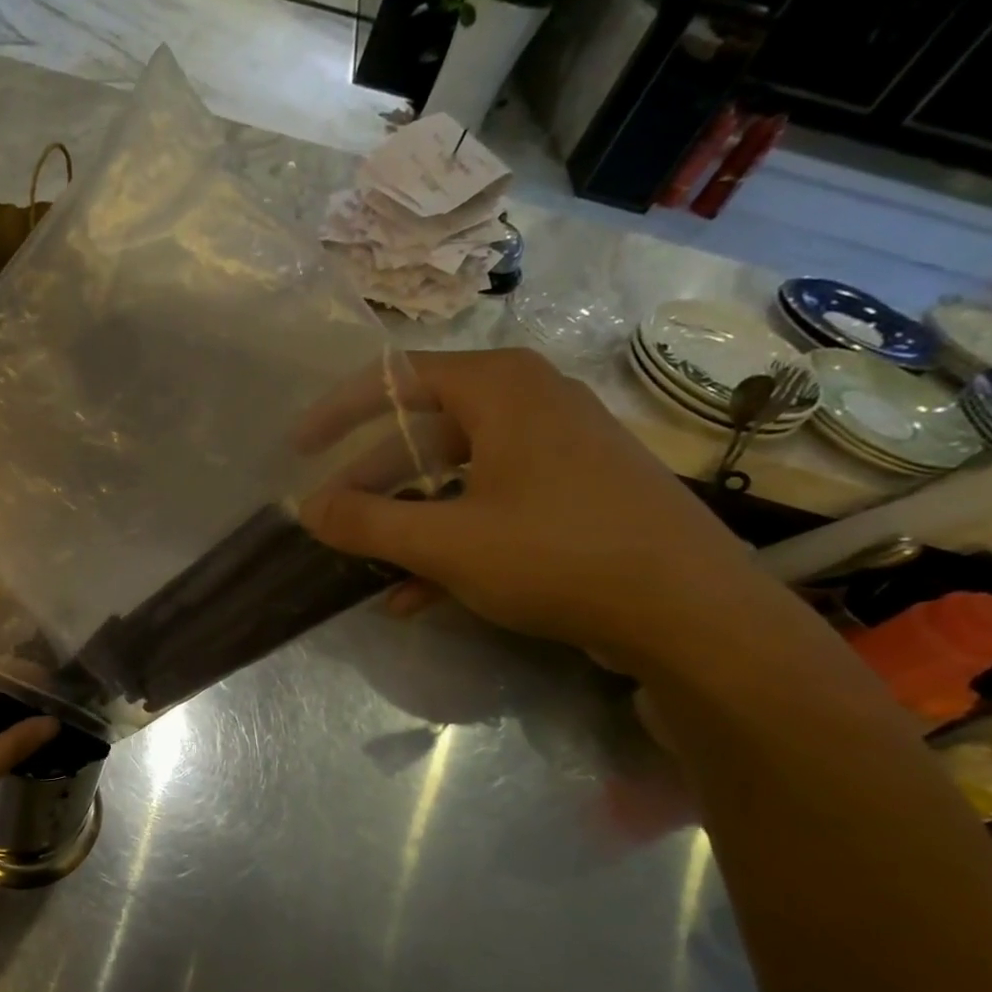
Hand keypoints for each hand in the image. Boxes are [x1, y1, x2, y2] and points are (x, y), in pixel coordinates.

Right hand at [298, 347, 782, 678]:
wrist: (691, 613)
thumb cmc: (559, 554)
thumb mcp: (445, 541)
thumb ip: (367, 522)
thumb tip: (307, 508)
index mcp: (501, 389)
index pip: (398, 378)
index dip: (339, 412)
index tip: (300, 449)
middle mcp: (531, 404)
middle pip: (424, 432)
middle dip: (371, 479)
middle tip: (332, 518)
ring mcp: (557, 451)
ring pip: (455, 475)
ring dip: (406, 519)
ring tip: (367, 563)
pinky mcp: (574, 495)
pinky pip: (491, 505)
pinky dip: (450, 540)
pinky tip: (414, 595)